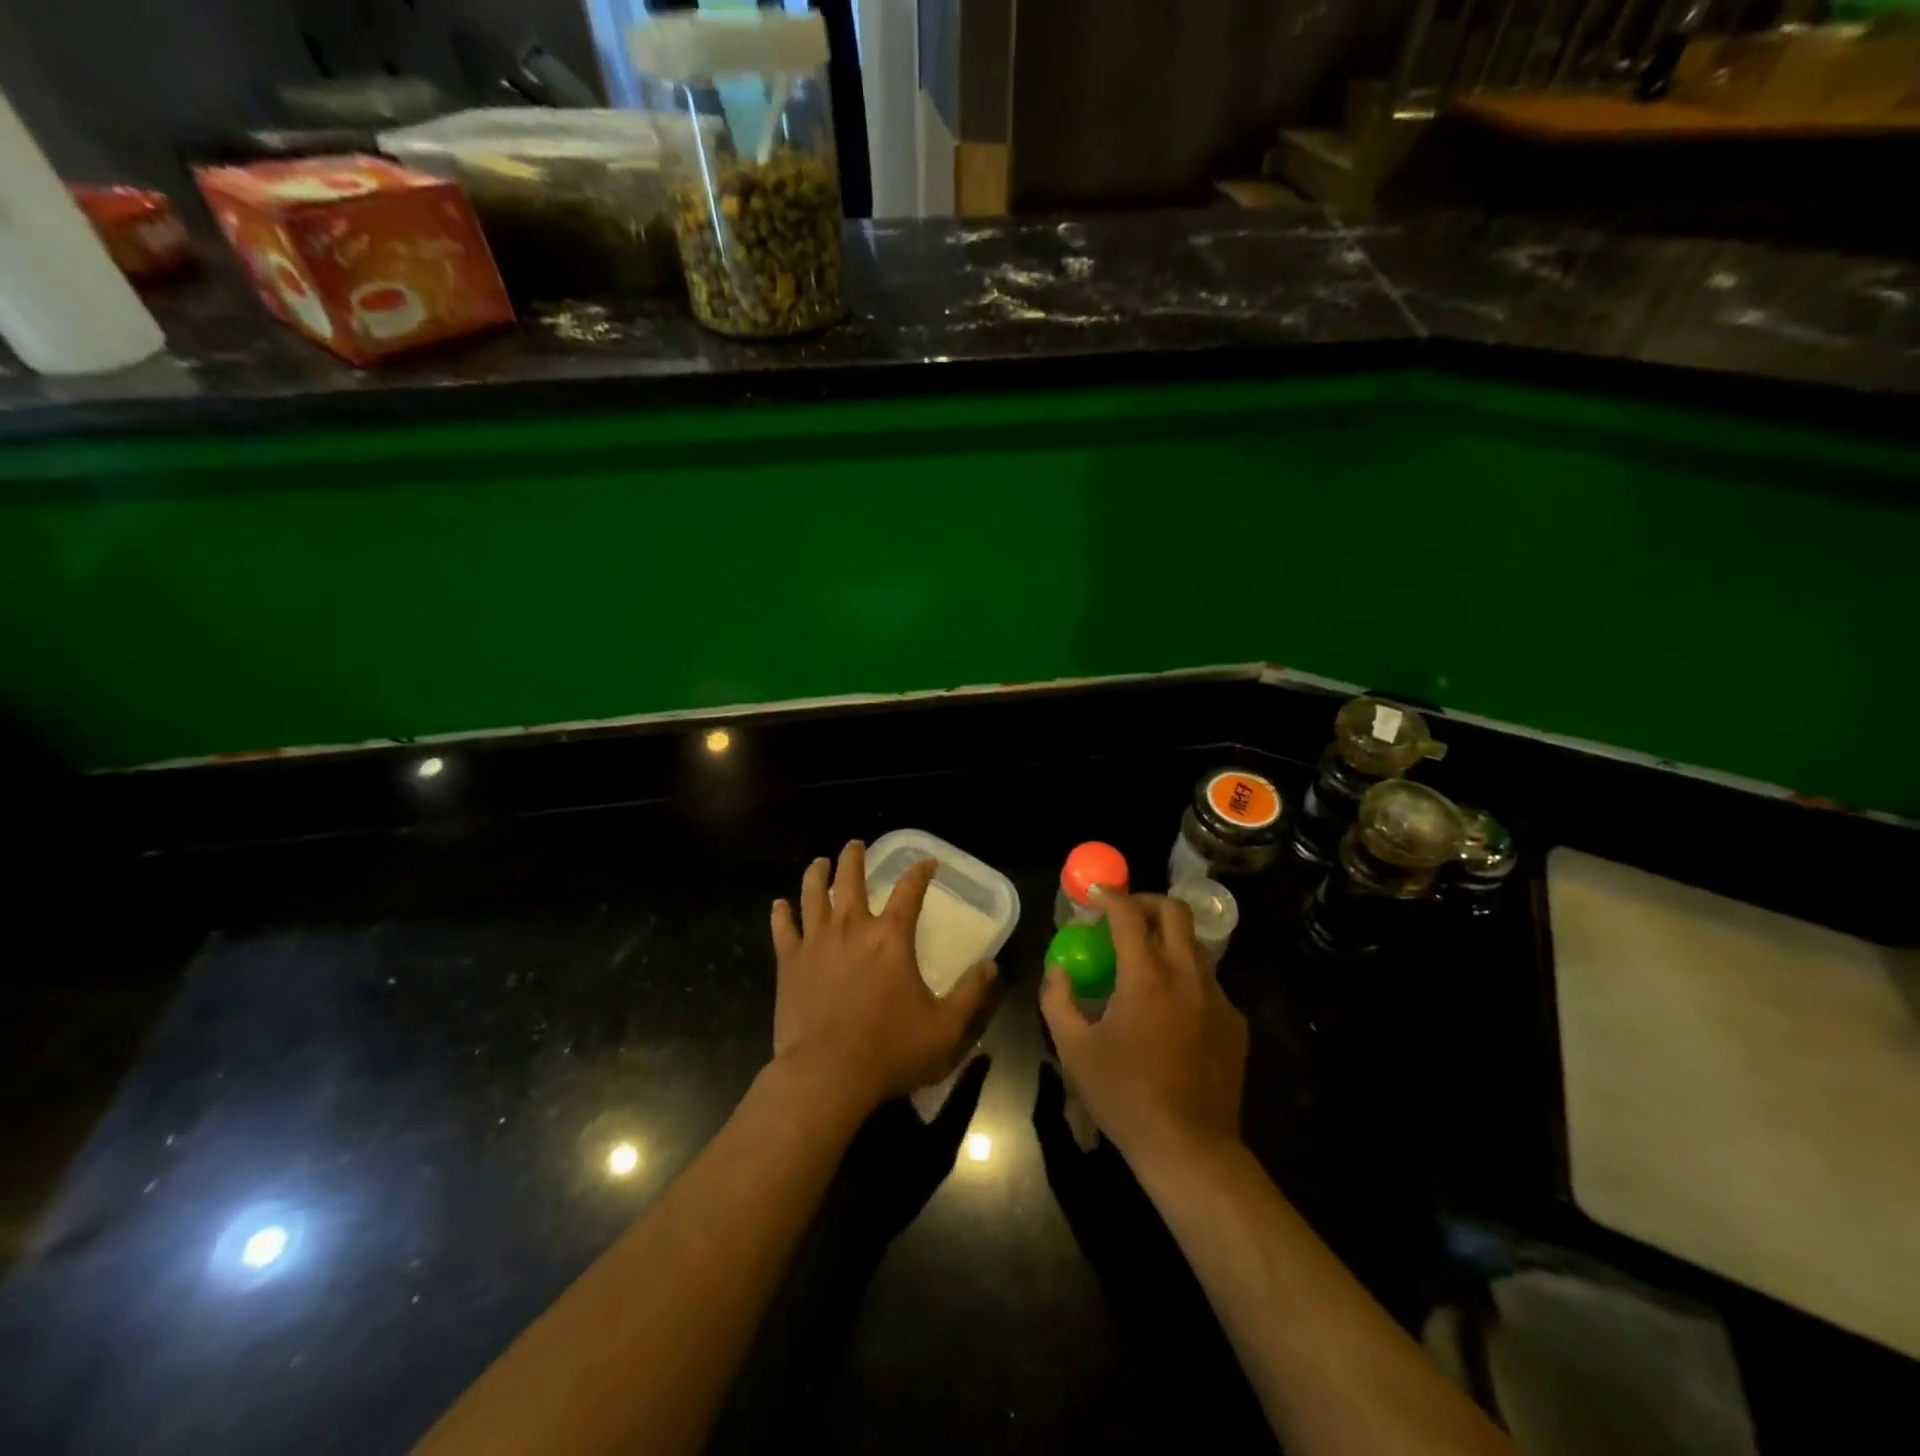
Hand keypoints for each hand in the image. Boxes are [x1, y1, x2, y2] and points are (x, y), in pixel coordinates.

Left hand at [771, 841, 997, 1114]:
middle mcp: (852, 927)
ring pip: (813, 894)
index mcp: (891, 937)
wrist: (826, 1074)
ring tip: (819, 862)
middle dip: (855, 857)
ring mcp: (816, 942)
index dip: (920, 871)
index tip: (927, 862)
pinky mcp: (789, 963)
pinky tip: (780, 905)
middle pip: (851, 879)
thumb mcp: (945, 1028)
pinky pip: (783, 929)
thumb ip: (971, 994)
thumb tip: (991, 966)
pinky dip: (781, 913)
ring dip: (818, 874)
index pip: (909, 890)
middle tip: (856, 844)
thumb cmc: (890, 1049)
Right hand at [1040, 891, 1247, 1172]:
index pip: (1129, 915)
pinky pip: (1208, 981)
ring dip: (1168, 938)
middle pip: (1176, 912)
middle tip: (1125, 914)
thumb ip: (1058, 1000)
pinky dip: (1184, 976)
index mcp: (1147, 977)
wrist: (1190, 1149)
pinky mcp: (1234, 1022)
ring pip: (1195, 945)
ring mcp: (1217, 998)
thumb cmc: (1125, 1096)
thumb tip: (1058, 970)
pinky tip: (1169, 1007)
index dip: (1110, 896)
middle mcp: (1187, 975)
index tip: (1095, 892)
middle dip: (1147, 902)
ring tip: (1144, 960)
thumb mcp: (1074, 1049)